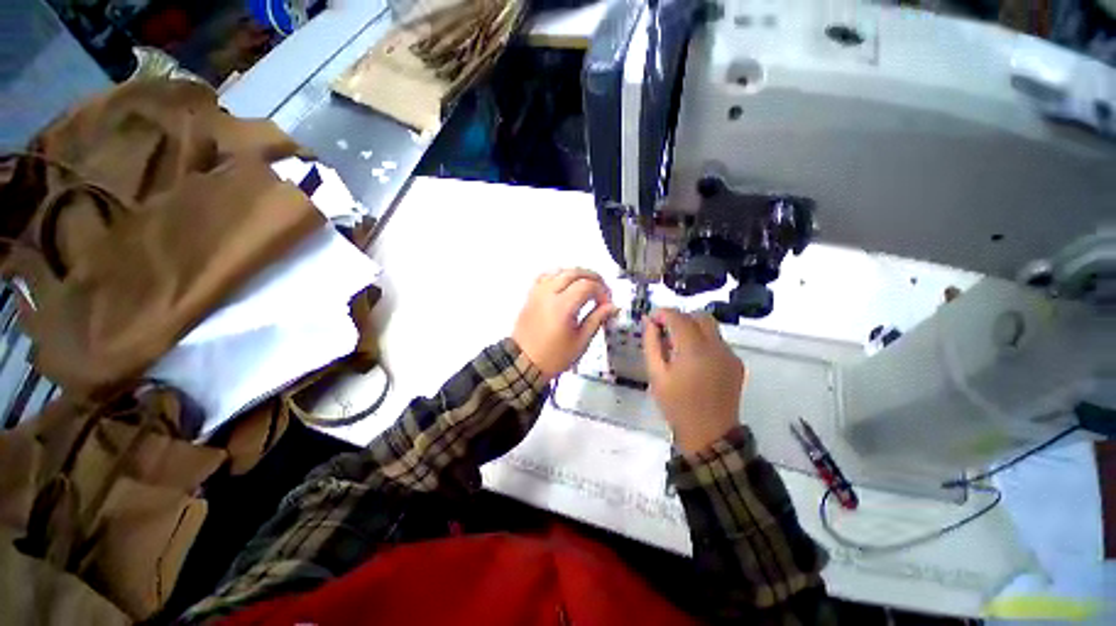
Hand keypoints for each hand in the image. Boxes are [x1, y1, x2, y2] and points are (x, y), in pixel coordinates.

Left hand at [512, 269, 617, 380]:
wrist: (524, 363)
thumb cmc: (553, 356)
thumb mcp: (581, 342)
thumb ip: (597, 319)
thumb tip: (611, 307)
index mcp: (562, 306)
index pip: (588, 285)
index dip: (602, 291)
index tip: (607, 303)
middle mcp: (549, 293)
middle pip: (575, 272)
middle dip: (593, 278)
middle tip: (603, 291)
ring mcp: (538, 292)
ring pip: (560, 270)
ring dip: (577, 274)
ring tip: (588, 286)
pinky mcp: (531, 295)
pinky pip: (546, 275)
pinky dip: (559, 275)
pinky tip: (566, 283)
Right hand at [643, 309, 745, 455]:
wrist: (709, 434)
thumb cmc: (676, 405)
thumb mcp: (656, 374)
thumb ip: (651, 344)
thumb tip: (648, 322)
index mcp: (693, 349)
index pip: (678, 317)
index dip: (662, 313)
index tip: (650, 320)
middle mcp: (716, 346)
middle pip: (699, 316)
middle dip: (679, 318)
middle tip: (664, 332)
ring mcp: (729, 354)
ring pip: (710, 327)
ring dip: (692, 328)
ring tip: (678, 347)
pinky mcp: (736, 363)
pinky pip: (718, 341)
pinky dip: (703, 340)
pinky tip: (693, 360)